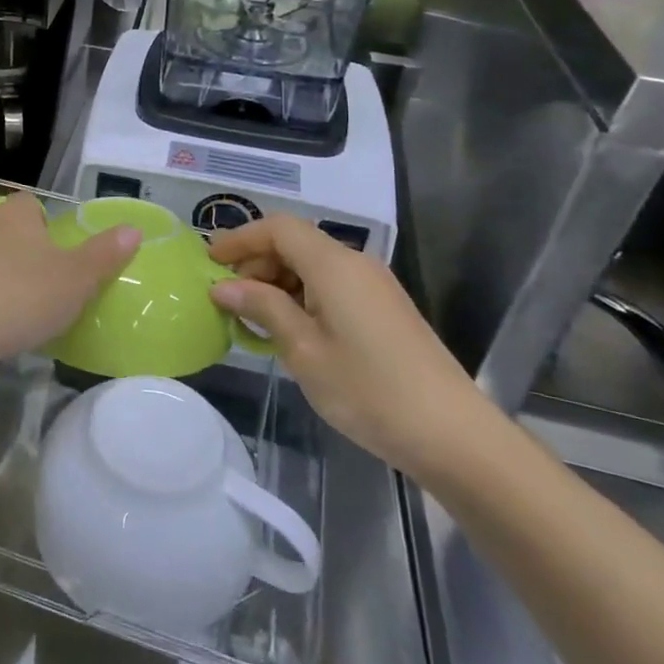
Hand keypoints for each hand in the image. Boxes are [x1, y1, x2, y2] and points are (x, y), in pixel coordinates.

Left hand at [0, 193, 138, 388]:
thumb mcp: (75, 281)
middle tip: (35, 291)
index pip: (31, 205)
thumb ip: (104, 255)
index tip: (55, 258)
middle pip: (1, 230)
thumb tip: (133, 228)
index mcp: (14, 216)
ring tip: (3, 314)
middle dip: (16, 254)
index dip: (45, 226)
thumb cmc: (18, 299)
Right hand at [207, 215, 501, 481]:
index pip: (278, 227)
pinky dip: (301, 296)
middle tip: (228, 299)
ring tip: (253, 319)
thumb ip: (262, 308)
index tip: (209, 263)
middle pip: (295, 243)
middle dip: (256, 262)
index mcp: (334, 265)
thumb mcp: (303, 350)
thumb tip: (222, 286)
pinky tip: (290, 330)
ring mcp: (374, 286)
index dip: (240, 238)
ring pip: (313, 265)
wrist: (454, 436)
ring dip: (277, 281)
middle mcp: (355, 264)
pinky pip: (331, 285)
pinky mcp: (384, 309)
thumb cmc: (369, 390)